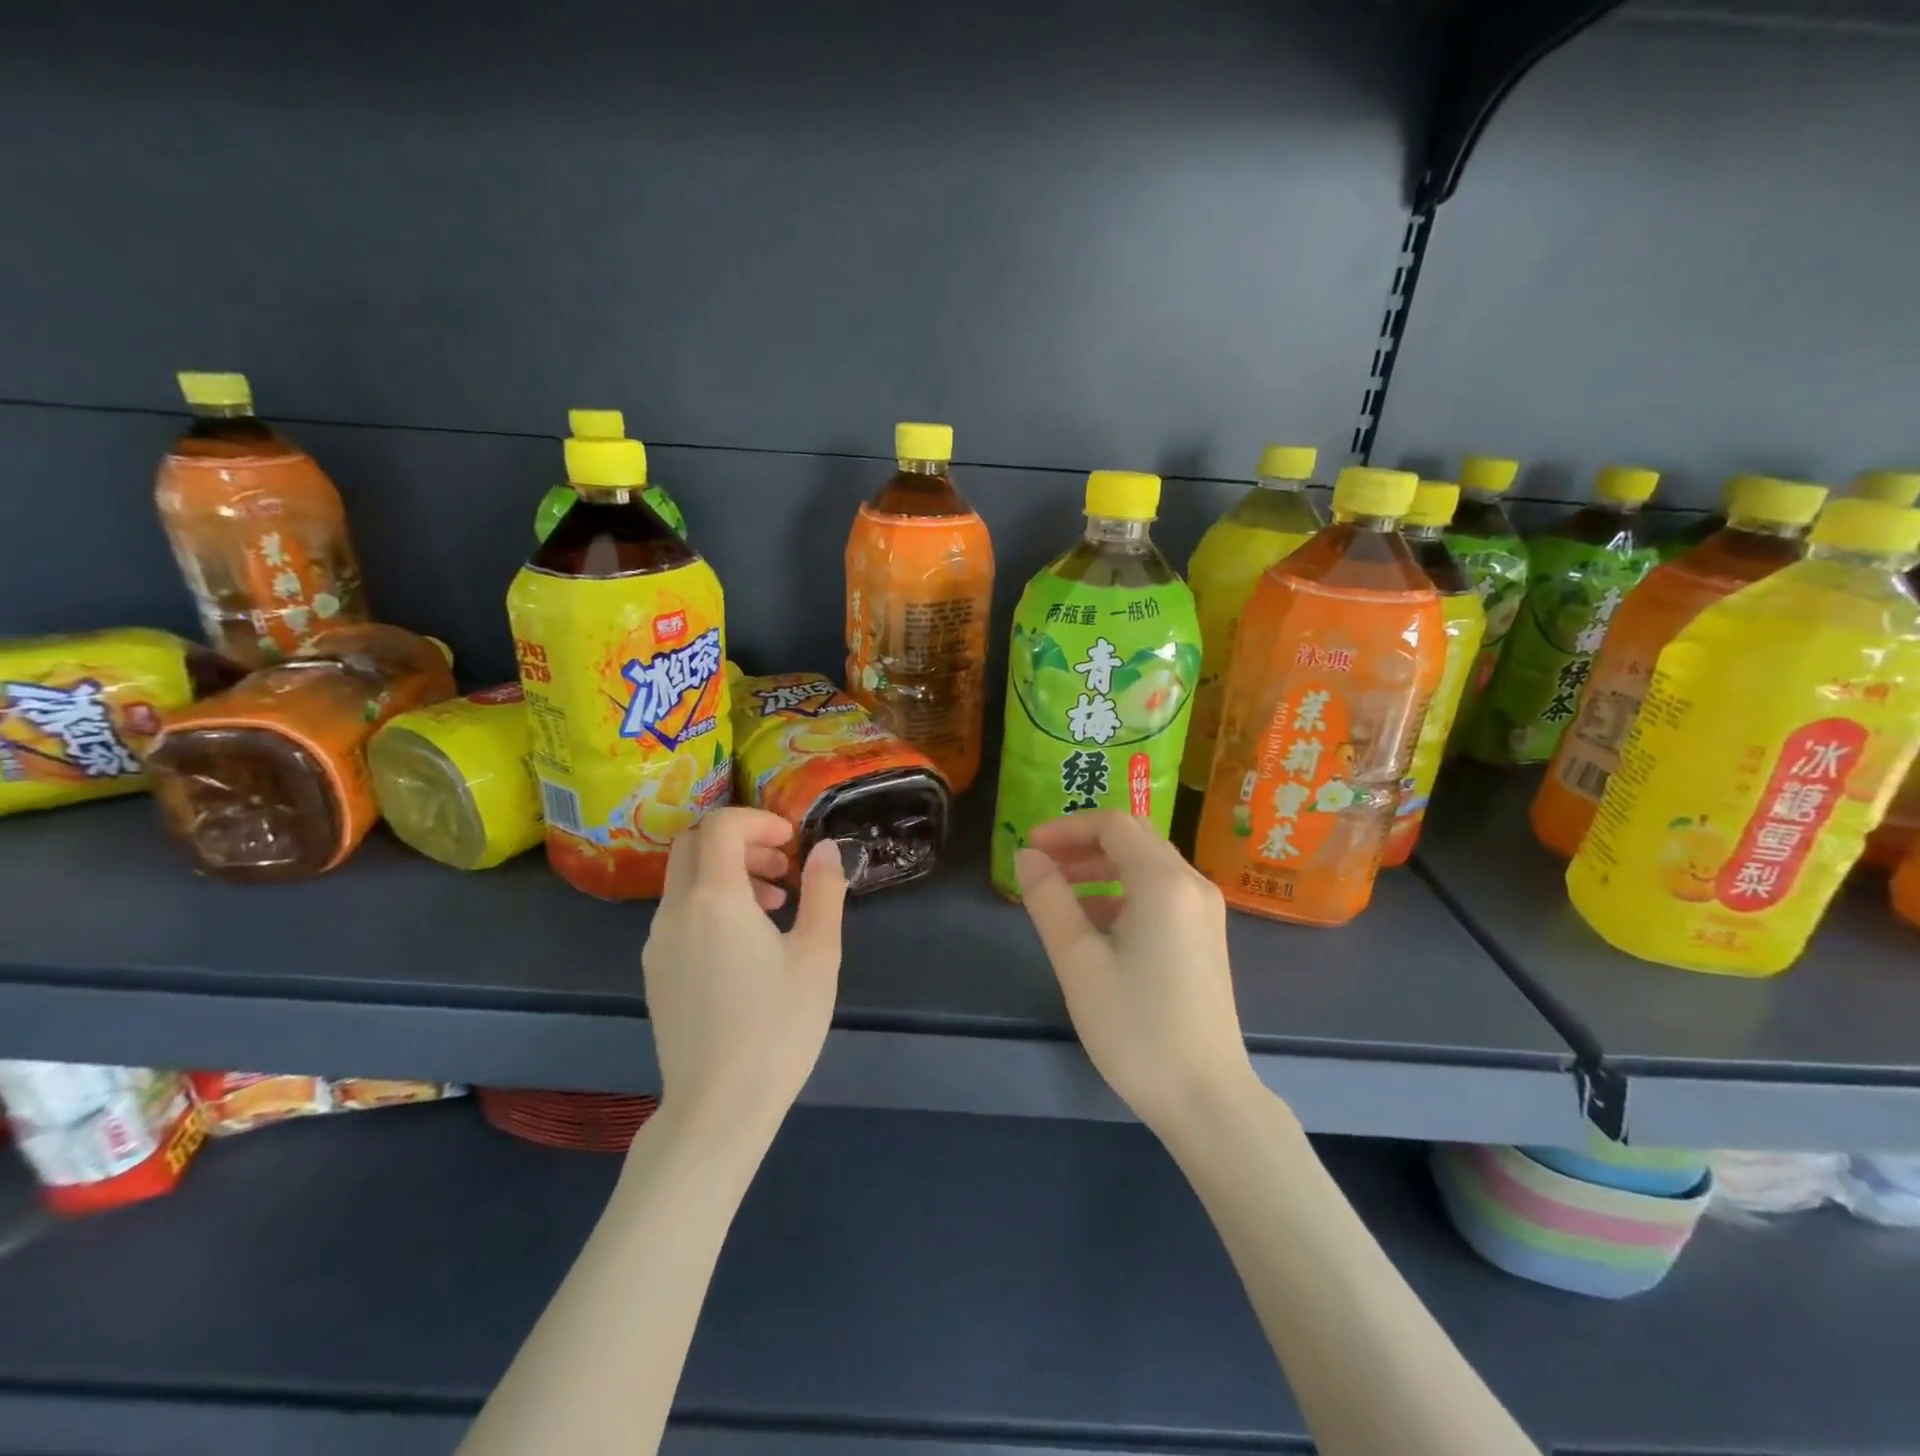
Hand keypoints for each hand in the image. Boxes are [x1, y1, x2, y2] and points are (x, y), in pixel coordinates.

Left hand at [642, 809, 847, 1141]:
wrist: (717, 1107)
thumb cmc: (777, 1026)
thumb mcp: (817, 954)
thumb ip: (823, 891)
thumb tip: (828, 849)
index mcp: (714, 898)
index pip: (720, 826)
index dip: (758, 820)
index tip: (792, 842)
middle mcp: (675, 911)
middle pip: (694, 844)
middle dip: (740, 841)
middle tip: (782, 867)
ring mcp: (657, 942)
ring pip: (684, 879)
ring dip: (726, 872)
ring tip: (774, 905)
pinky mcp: (656, 970)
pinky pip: (679, 912)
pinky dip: (711, 902)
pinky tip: (746, 942)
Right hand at [1016, 812, 1257, 1134]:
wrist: (1207, 1099)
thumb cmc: (1136, 1028)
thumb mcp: (1078, 962)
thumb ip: (1049, 900)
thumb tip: (1026, 856)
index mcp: (1163, 882)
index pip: (1113, 825)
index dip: (1067, 827)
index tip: (1029, 846)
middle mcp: (1192, 884)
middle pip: (1134, 837)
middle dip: (1083, 843)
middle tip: (1041, 865)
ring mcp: (1205, 911)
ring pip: (1148, 864)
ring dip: (1102, 867)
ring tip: (1059, 893)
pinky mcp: (1206, 936)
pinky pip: (1161, 892)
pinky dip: (1124, 891)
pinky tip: (1095, 924)